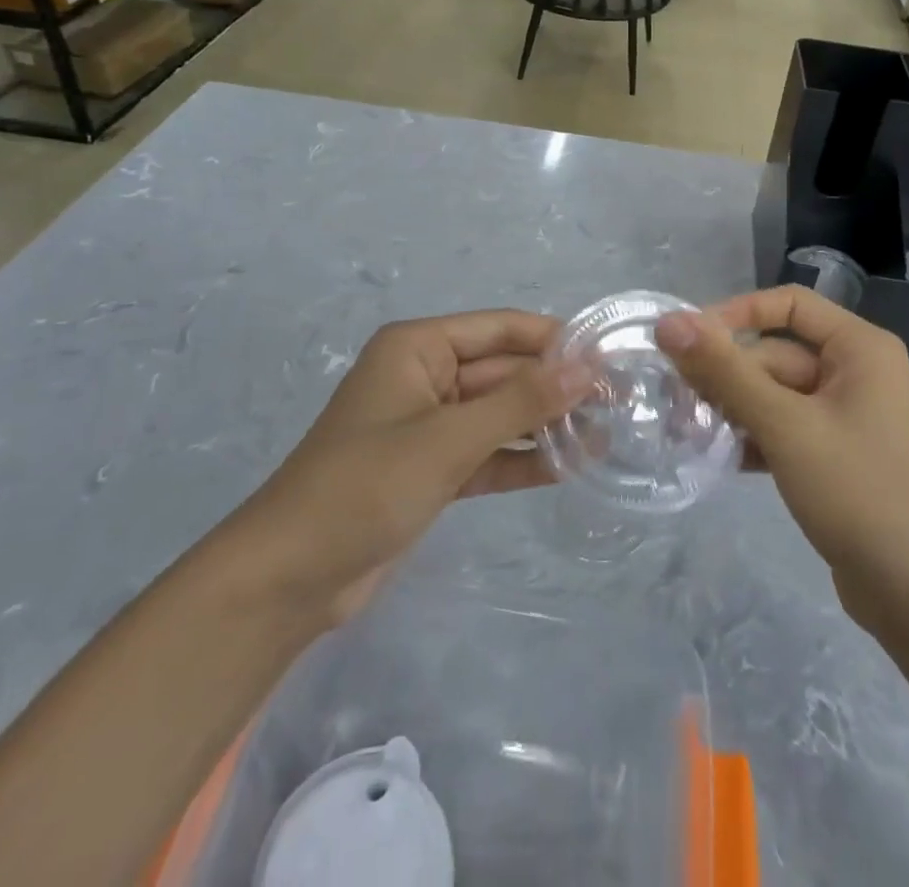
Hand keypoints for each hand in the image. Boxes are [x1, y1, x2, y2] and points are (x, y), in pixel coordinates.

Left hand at [240, 310, 589, 628]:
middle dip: (555, 387)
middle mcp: (426, 376)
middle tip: (619, 402)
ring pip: (500, 414)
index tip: (608, 357)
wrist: (289, 580)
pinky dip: (523, 459)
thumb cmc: (365, 486)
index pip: (501, 328)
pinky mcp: (433, 470)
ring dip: (545, 424)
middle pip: (504, 371)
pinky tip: (571, 466)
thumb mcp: (449, 438)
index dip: (555, 340)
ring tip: (606, 433)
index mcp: (418, 348)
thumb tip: (587, 368)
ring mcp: (429, 426)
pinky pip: (488, 452)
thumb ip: (520, 402)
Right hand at [655, 288, 908, 622]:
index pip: (789, 304)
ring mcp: (848, 415)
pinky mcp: (836, 453)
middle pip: (777, 354)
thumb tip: (670, 322)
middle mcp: (857, 371)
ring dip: (734, 408)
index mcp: (860, 348)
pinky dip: (754, 436)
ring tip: (689, 429)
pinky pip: (786, 427)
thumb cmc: (855, 491)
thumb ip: (724, 371)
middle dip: (728, 376)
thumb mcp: (784, 424)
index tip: (689, 340)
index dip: (736, 314)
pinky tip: (718, 457)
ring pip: (776, 393)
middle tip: (676, 400)